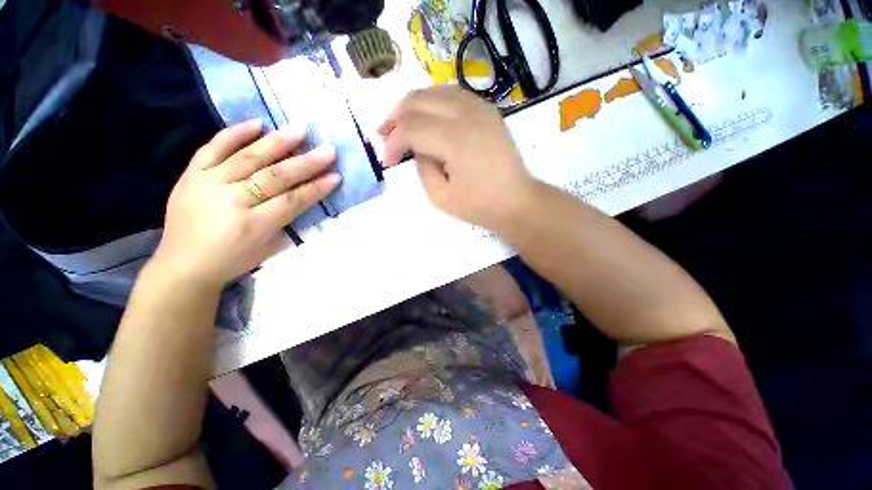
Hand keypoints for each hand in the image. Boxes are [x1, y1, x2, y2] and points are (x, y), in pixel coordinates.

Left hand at [150, 119, 339, 288]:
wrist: (182, 265)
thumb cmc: (232, 260)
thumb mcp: (268, 248)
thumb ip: (285, 220)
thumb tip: (301, 194)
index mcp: (253, 226)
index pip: (292, 201)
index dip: (316, 188)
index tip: (336, 175)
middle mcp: (231, 201)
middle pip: (275, 176)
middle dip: (306, 163)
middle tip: (328, 150)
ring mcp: (208, 184)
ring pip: (249, 158)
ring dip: (277, 142)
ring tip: (299, 130)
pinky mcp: (192, 174)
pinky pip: (214, 148)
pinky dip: (235, 134)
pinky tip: (257, 123)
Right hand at [378, 86, 535, 230]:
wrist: (516, 201)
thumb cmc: (479, 206)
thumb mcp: (440, 197)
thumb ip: (422, 168)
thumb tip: (417, 148)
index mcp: (454, 139)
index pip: (410, 128)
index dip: (392, 143)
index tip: (387, 161)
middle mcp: (466, 114)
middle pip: (418, 101)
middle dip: (395, 118)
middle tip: (384, 135)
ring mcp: (480, 108)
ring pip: (434, 91)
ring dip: (412, 106)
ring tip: (401, 123)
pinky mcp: (487, 110)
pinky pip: (453, 94)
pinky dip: (433, 102)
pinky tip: (427, 116)